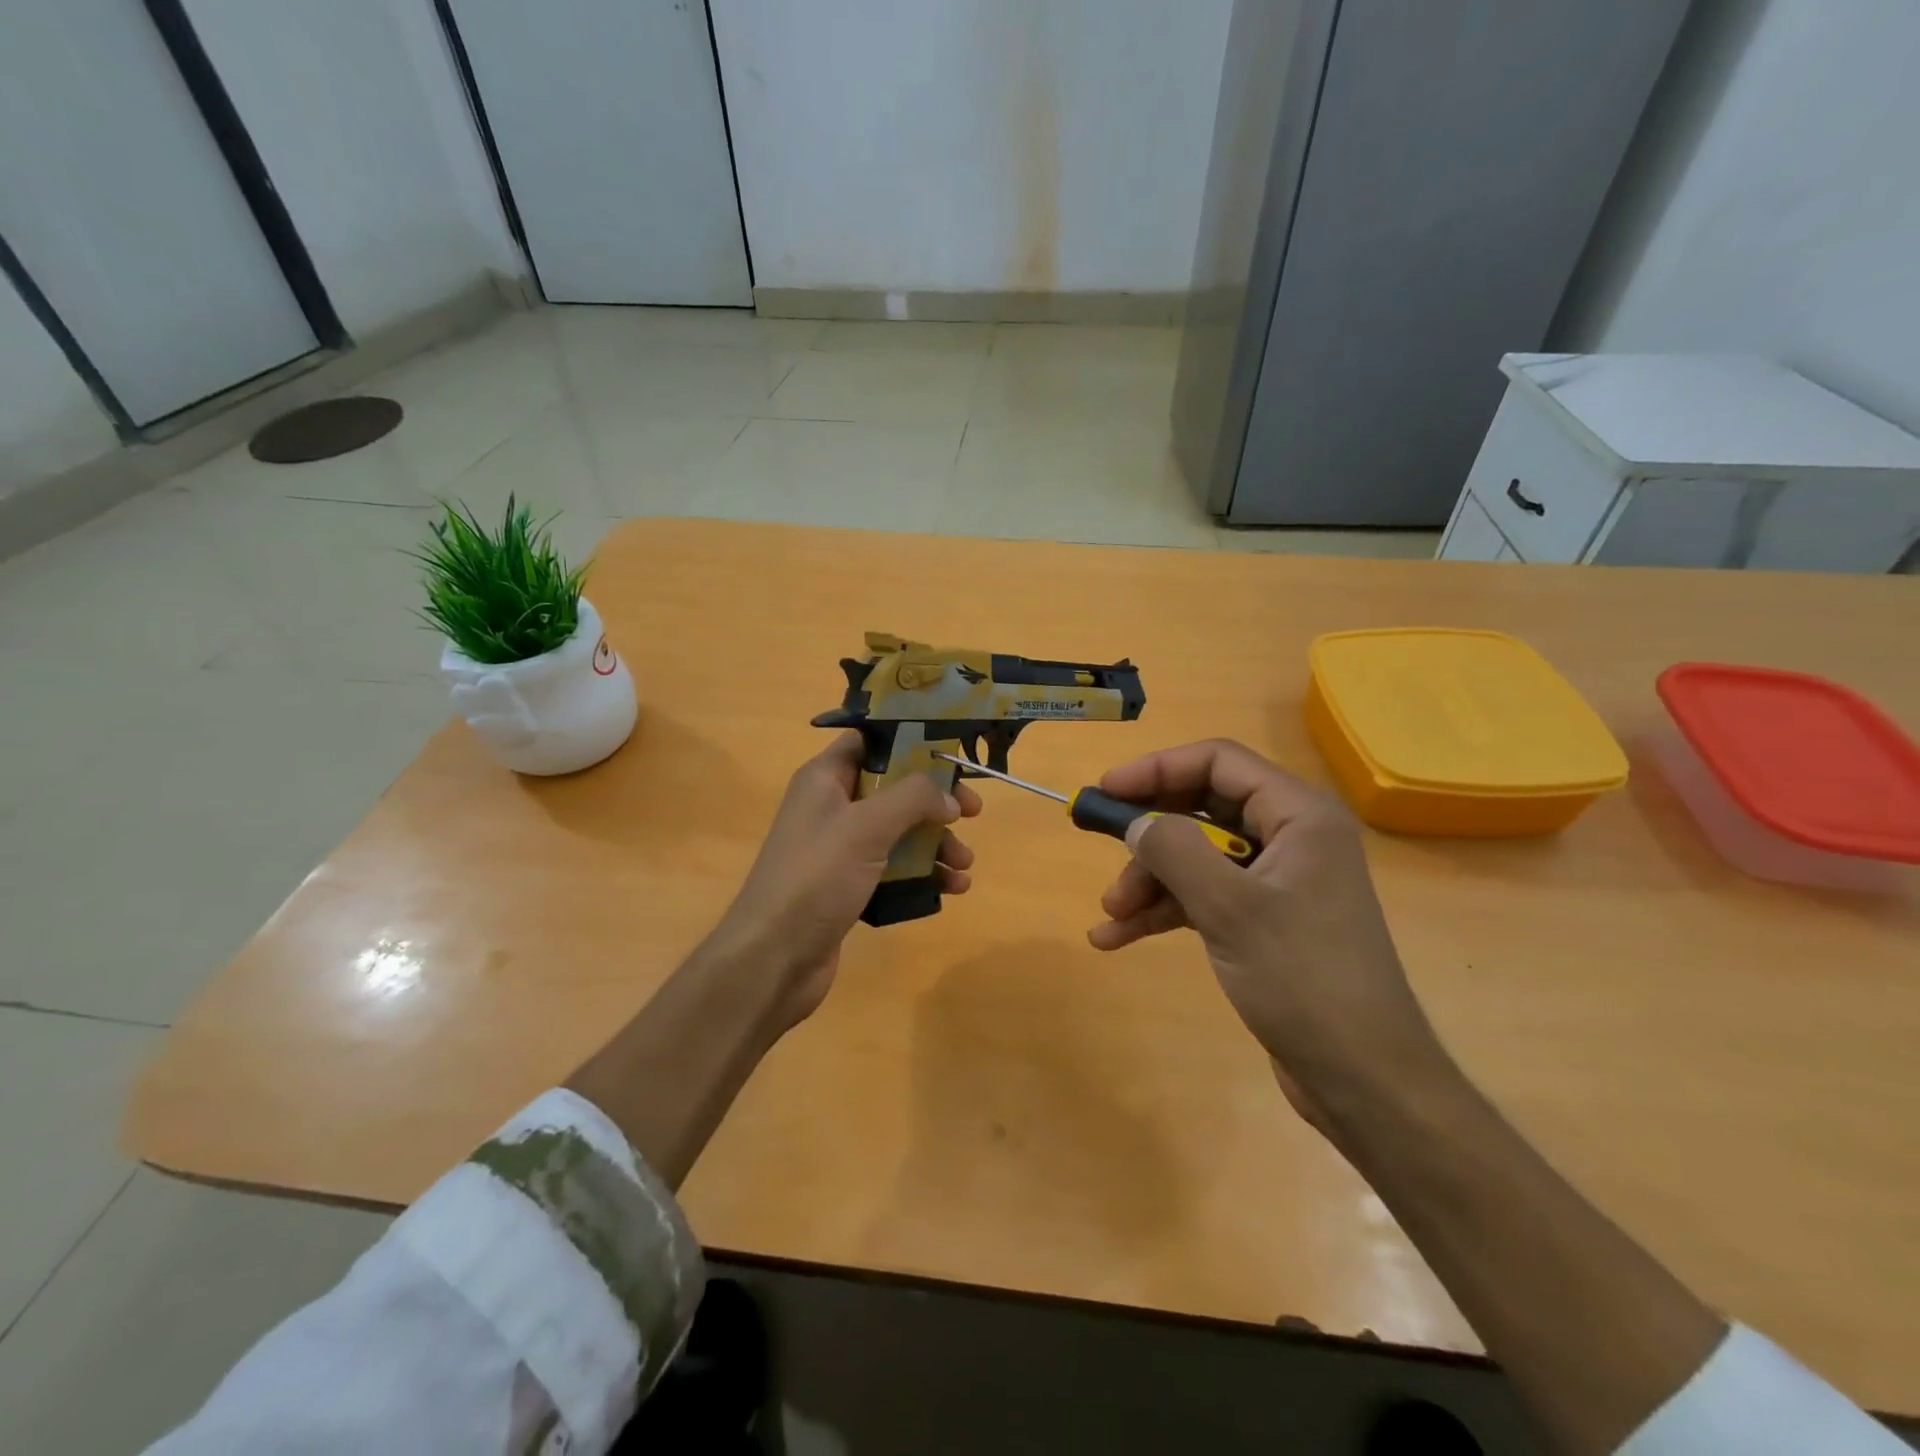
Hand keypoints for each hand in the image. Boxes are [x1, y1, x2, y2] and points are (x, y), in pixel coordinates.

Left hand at [705, 731, 981, 1032]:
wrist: (773, 959)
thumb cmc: (816, 878)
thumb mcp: (866, 826)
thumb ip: (913, 799)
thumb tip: (949, 796)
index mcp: (824, 779)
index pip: (869, 742)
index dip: (910, 742)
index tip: (951, 752)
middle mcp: (831, 808)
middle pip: (893, 789)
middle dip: (934, 801)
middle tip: (972, 812)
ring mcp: (840, 850)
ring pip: (899, 832)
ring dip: (935, 843)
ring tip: (964, 865)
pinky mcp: (849, 886)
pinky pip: (894, 869)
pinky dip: (923, 874)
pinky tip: (951, 889)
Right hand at [1087, 739, 1445, 1130]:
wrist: (1363, 1080)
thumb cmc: (1304, 980)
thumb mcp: (1230, 909)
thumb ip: (1175, 851)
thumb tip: (1137, 822)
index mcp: (1298, 815)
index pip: (1218, 762)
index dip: (1157, 769)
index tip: (1107, 791)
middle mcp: (1289, 837)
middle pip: (1202, 808)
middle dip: (1150, 834)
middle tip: (1102, 848)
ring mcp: (1277, 880)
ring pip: (1197, 856)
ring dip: (1150, 880)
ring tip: (1112, 914)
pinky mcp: (1263, 920)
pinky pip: (1203, 896)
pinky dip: (1163, 912)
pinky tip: (1118, 937)